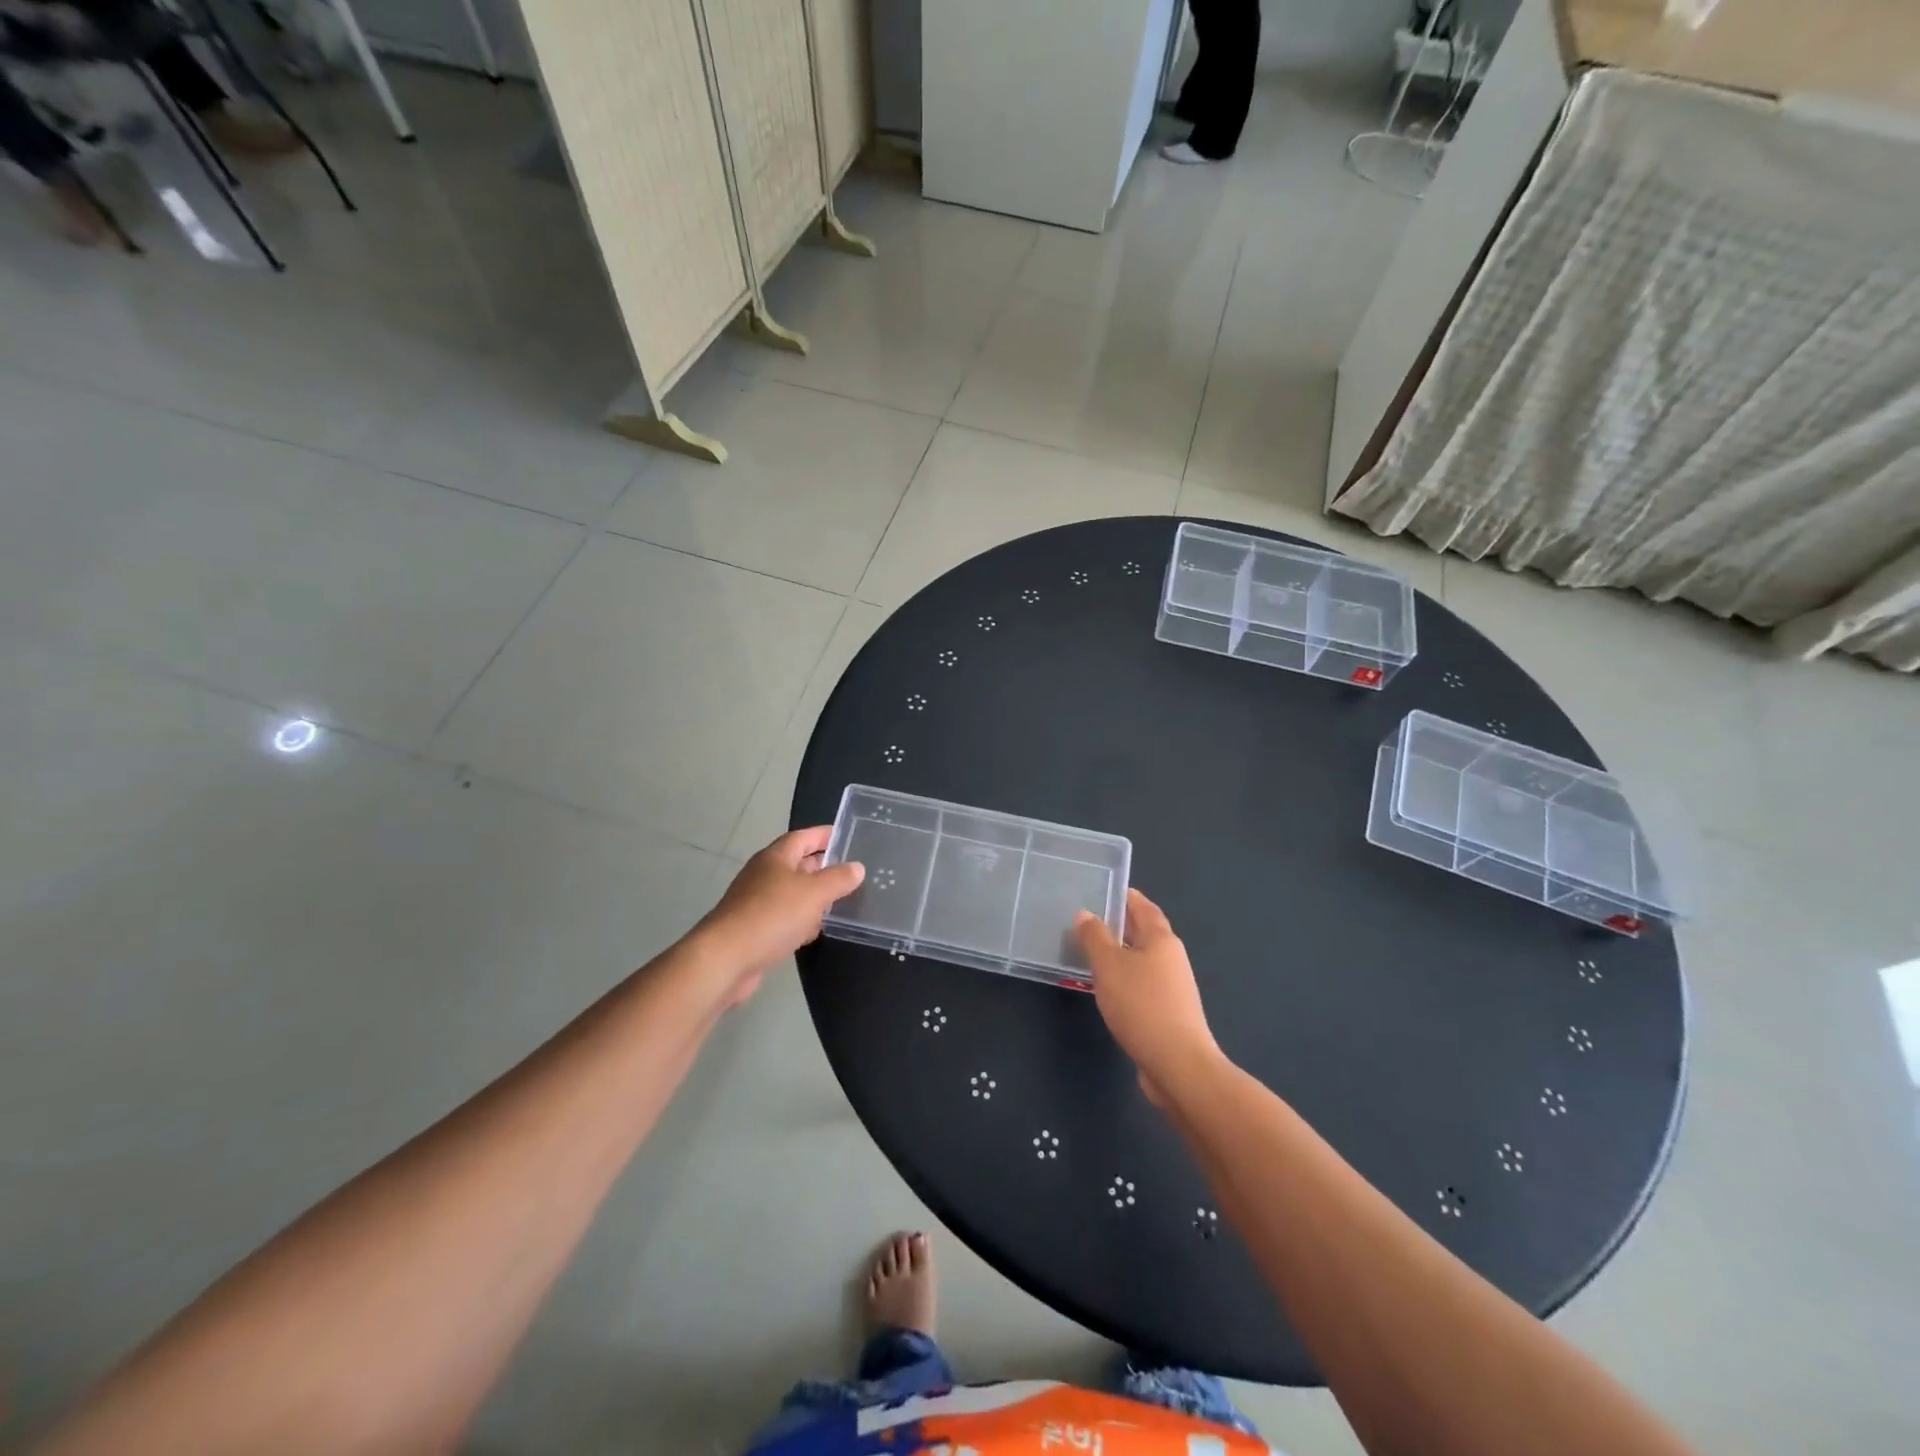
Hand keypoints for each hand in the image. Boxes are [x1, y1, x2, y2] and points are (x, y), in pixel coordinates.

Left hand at [694, 828, 864, 1005]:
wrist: (726, 959)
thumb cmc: (772, 915)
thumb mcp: (814, 892)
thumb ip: (838, 878)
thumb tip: (857, 867)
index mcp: (776, 857)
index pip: (803, 837)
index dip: (824, 835)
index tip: (846, 836)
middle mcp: (764, 875)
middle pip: (798, 864)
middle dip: (823, 867)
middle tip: (851, 872)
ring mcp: (757, 903)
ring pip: (792, 894)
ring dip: (814, 897)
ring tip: (840, 902)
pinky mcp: (755, 930)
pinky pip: (784, 918)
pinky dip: (801, 922)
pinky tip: (813, 932)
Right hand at [1074, 889, 1220, 1103]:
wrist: (1178, 1065)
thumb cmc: (1142, 1006)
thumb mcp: (1109, 966)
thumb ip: (1095, 938)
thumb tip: (1085, 914)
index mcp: (1162, 940)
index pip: (1144, 908)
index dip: (1128, 897)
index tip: (1108, 889)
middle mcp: (1172, 959)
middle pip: (1145, 934)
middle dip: (1122, 925)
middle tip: (1091, 919)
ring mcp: (1173, 989)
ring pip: (1143, 961)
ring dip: (1121, 955)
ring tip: (1092, 953)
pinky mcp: (1168, 1014)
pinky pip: (1142, 985)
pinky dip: (1124, 980)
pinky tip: (1107, 989)